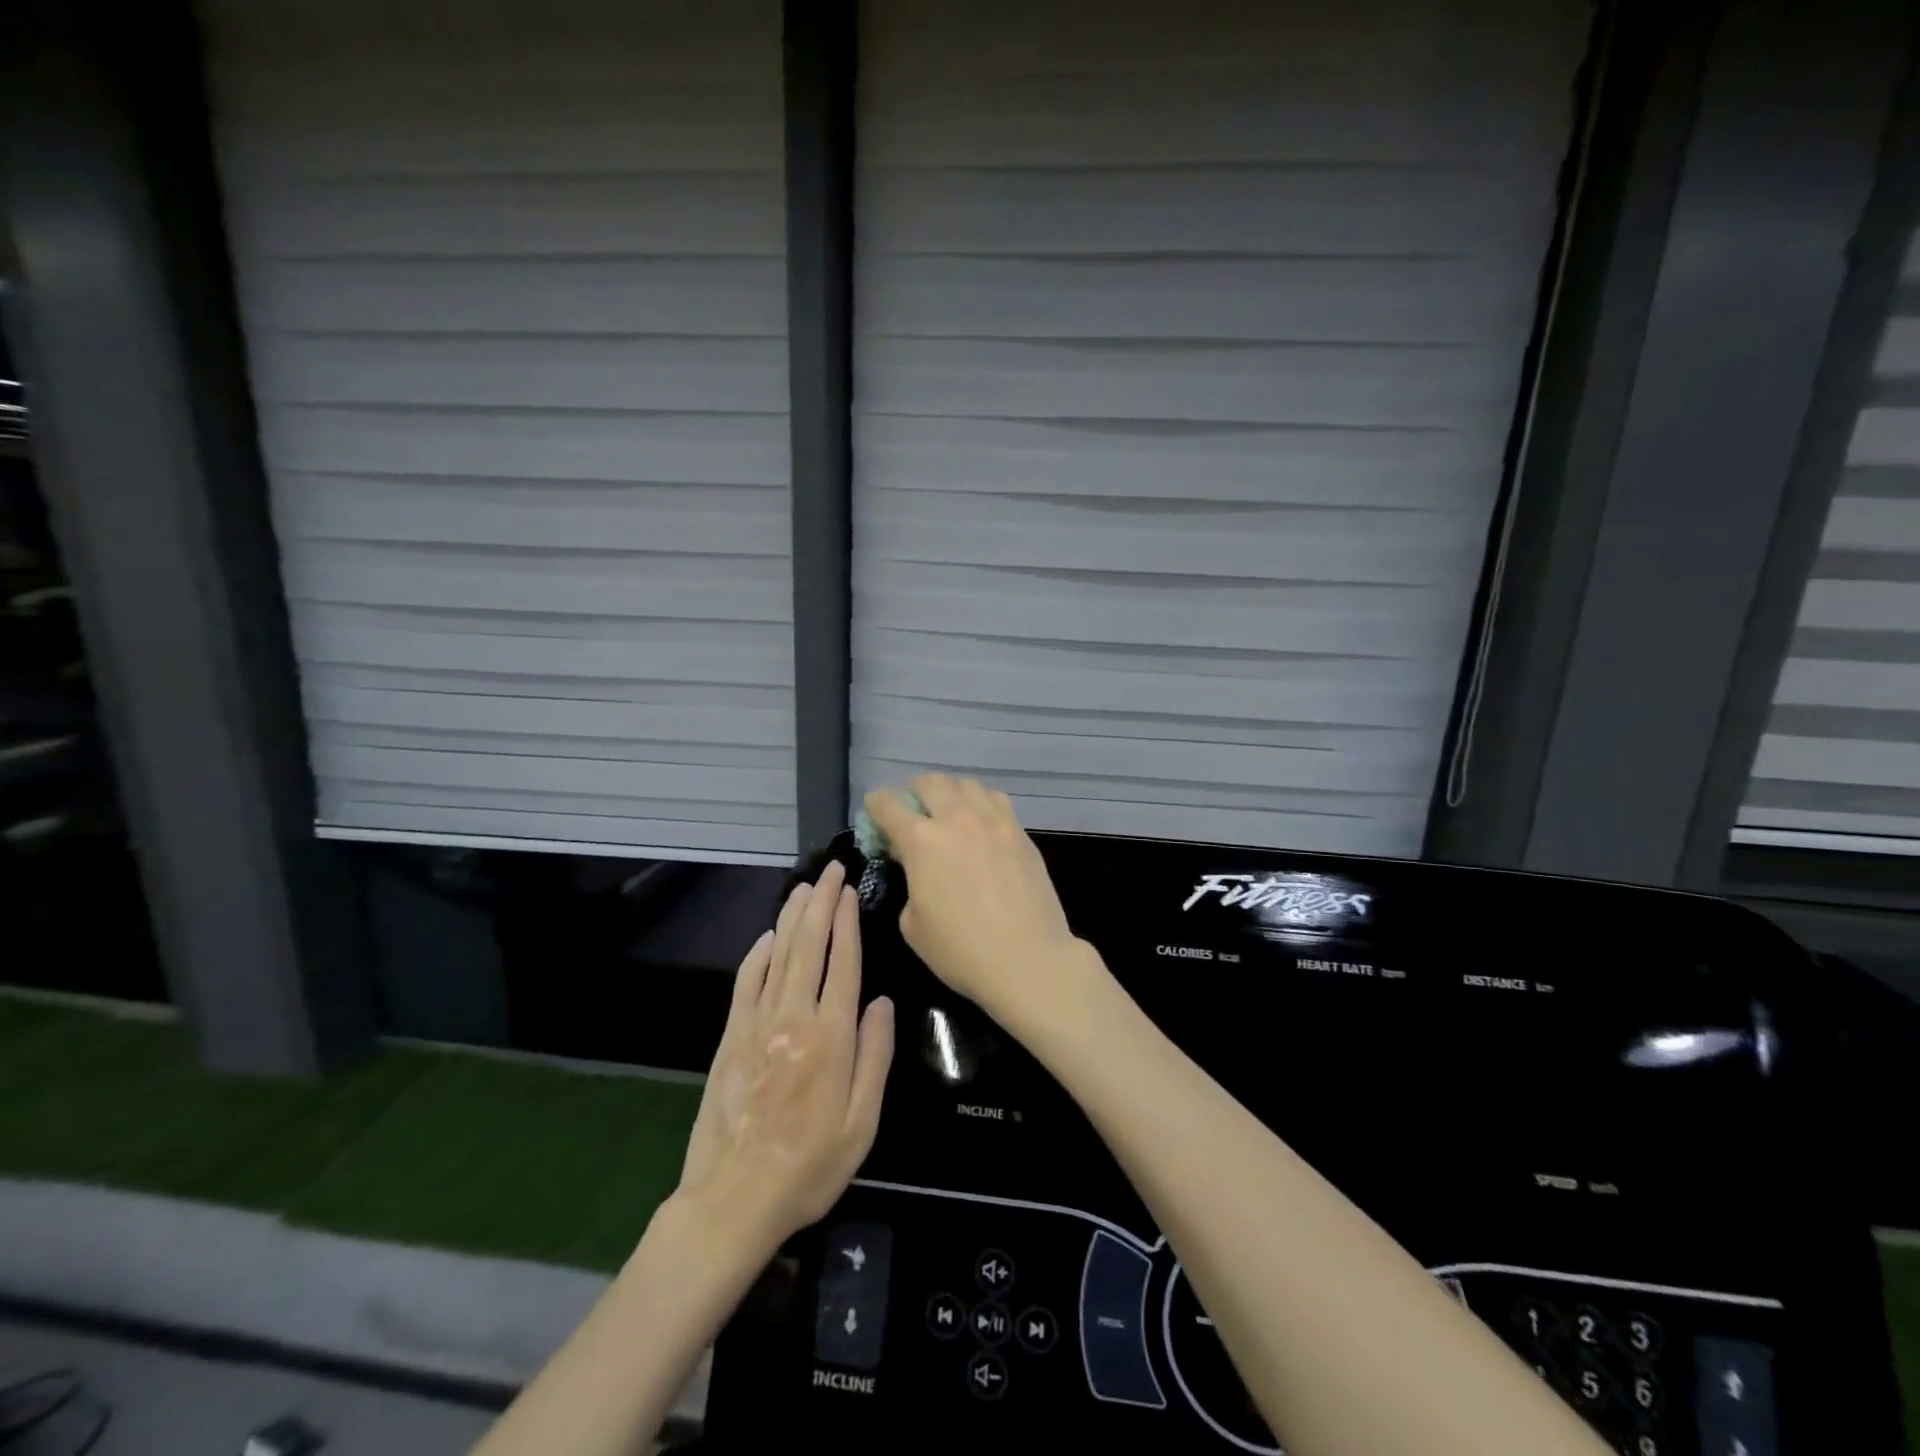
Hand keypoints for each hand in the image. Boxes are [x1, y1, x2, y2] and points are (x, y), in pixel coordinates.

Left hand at [676, 860, 894, 1252]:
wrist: (733, 1201)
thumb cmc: (810, 1167)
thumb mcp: (862, 1123)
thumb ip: (875, 1056)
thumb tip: (882, 1001)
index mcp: (831, 1037)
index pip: (842, 963)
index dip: (847, 921)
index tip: (850, 889)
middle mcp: (793, 1018)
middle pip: (808, 946)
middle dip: (821, 903)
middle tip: (831, 870)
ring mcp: (756, 1024)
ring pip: (778, 956)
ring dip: (792, 917)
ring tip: (805, 888)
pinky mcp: (730, 1037)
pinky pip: (746, 983)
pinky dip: (758, 953)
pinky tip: (768, 936)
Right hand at [864, 774, 1097, 1030]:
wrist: (1028, 959)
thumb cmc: (960, 950)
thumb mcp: (913, 924)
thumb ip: (910, 882)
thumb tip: (916, 865)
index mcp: (922, 841)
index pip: (889, 805)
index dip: (876, 804)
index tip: (874, 810)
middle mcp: (958, 818)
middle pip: (931, 782)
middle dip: (915, 790)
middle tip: (913, 809)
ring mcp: (994, 821)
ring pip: (968, 784)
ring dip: (951, 791)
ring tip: (949, 811)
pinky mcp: (1021, 832)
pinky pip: (996, 800)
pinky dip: (981, 803)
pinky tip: (981, 824)